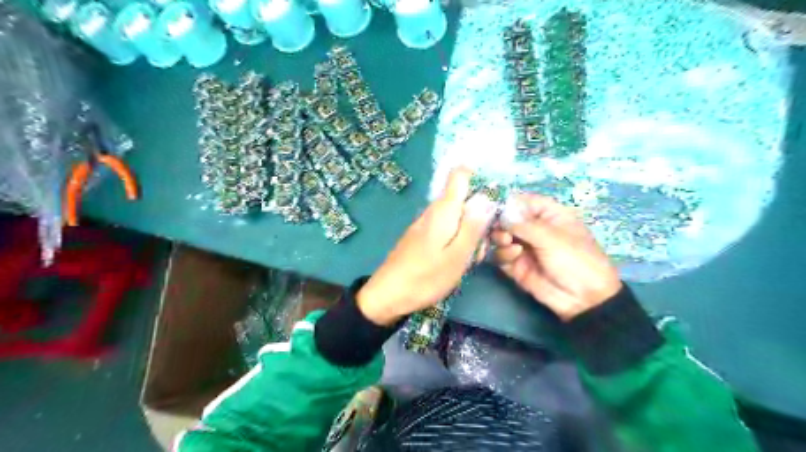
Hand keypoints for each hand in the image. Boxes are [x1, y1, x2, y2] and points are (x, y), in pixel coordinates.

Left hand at [359, 169, 498, 325]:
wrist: (388, 295)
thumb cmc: (425, 277)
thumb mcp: (457, 255)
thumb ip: (473, 226)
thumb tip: (487, 198)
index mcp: (443, 210)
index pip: (460, 174)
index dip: (479, 178)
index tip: (495, 200)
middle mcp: (434, 211)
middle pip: (464, 200)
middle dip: (480, 217)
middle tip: (485, 245)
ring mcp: (427, 224)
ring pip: (458, 218)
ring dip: (470, 234)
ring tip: (471, 260)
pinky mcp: (423, 236)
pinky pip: (447, 230)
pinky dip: (458, 242)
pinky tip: (458, 263)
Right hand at [489, 194, 618, 321]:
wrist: (583, 299)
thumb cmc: (576, 260)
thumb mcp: (552, 238)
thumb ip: (523, 224)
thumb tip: (500, 213)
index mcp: (549, 215)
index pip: (524, 201)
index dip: (508, 203)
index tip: (493, 206)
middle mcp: (533, 228)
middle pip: (507, 218)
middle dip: (500, 222)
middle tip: (501, 229)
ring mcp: (524, 247)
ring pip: (500, 236)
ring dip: (500, 238)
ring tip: (508, 243)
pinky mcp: (516, 265)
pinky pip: (501, 255)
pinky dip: (503, 254)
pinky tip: (514, 257)